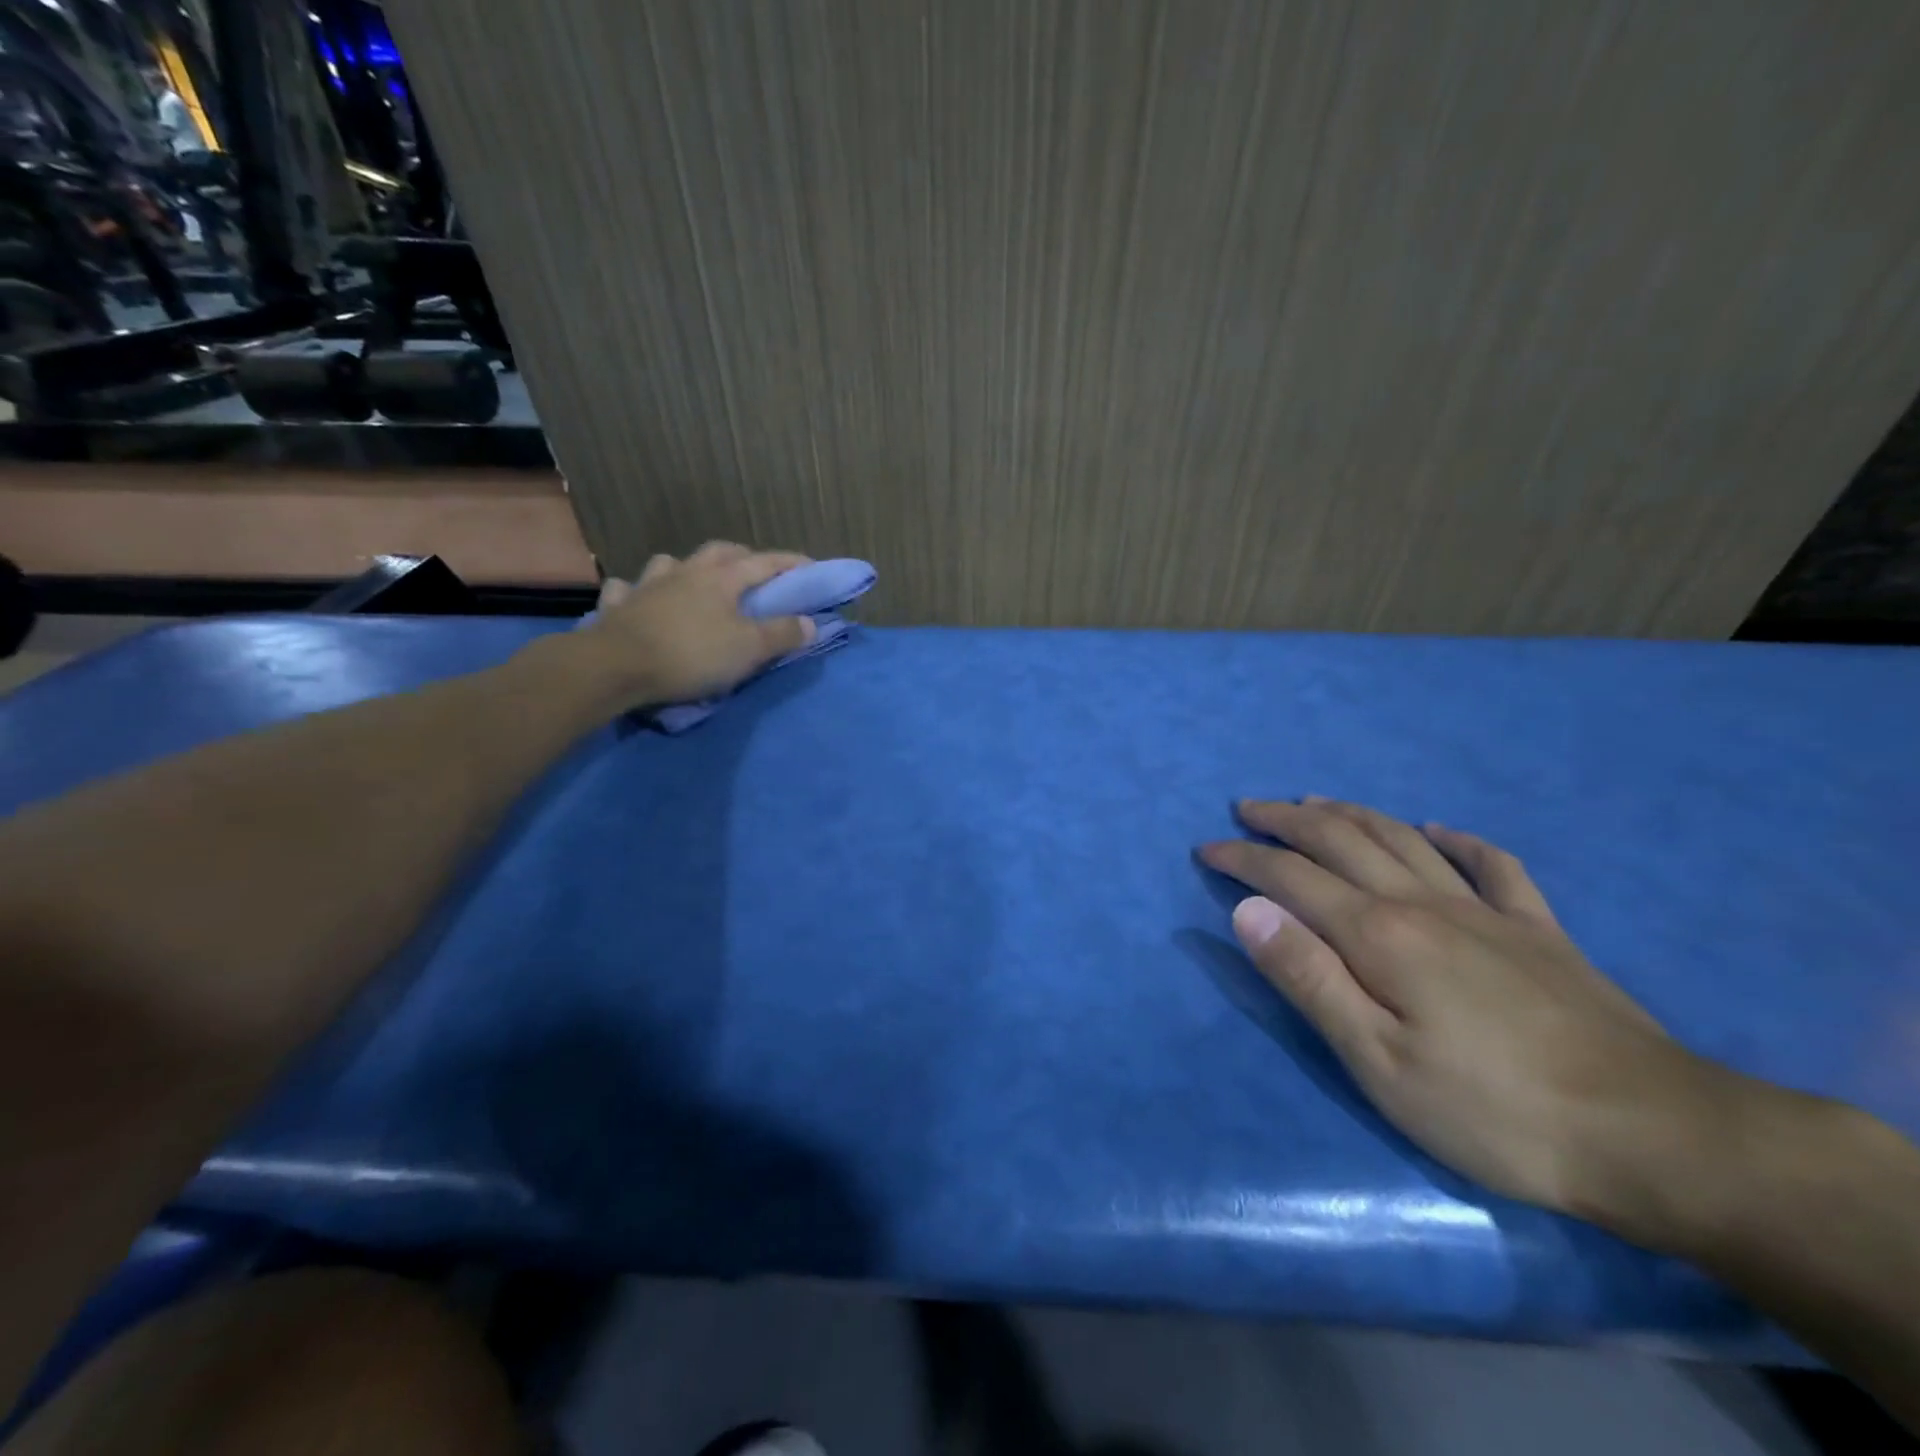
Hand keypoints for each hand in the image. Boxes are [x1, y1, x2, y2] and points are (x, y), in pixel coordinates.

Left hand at [576, 541, 816, 709]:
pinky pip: (628, 589)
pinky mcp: (619, 606)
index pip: (766, 563)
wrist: (615, 666)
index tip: (812, 567)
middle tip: (756, 572)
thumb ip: (782, 634)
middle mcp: (686, 572)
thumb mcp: (749, 649)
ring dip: (688, 567)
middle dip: (743, 557)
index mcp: (722, 578)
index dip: (792, 563)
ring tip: (696, 582)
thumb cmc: (692, 654)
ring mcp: (648, 585)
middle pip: (719, 552)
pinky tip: (640, 599)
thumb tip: (810, 622)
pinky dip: (638, 591)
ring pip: (671, 563)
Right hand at [1199, 798, 1730, 1227]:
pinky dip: (1458, 839)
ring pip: (1404, 839)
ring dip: (1351, 814)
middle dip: (1286, 819)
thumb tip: (1248, 911)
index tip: (1207, 848)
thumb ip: (1309, 978)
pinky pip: (1493, 865)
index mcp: (1380, 935)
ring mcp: (1487, 911)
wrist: (1656, 1136)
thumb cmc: (1494, 1110)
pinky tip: (1439, 830)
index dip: (1244, 858)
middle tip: (1248, 808)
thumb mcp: (1378, 1061)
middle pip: (1343, 840)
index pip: (1292, 877)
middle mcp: (1425, 903)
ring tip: (1315, 802)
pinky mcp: (1540, 931)